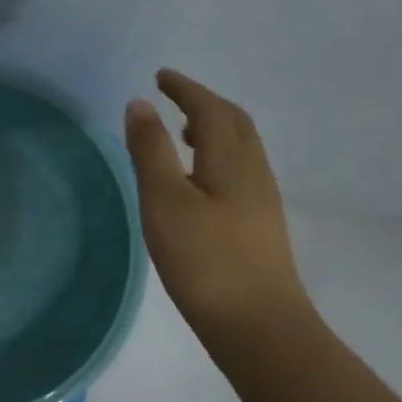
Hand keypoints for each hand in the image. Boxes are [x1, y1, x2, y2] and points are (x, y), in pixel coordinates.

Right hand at [123, 69, 307, 338]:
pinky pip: (240, 170)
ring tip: (183, 135)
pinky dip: (217, 156)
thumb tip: (139, 104)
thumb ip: (151, 151)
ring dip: (213, 129)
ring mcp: (262, 199)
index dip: (185, 89)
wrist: (258, 325)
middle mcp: (253, 171)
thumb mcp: (165, 201)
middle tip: (173, 99)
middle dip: (203, 103)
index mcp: (231, 159)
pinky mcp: (260, 225)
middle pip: (234, 122)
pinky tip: (199, 182)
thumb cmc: (204, 260)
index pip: (210, 108)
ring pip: (240, 148)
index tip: (161, 76)